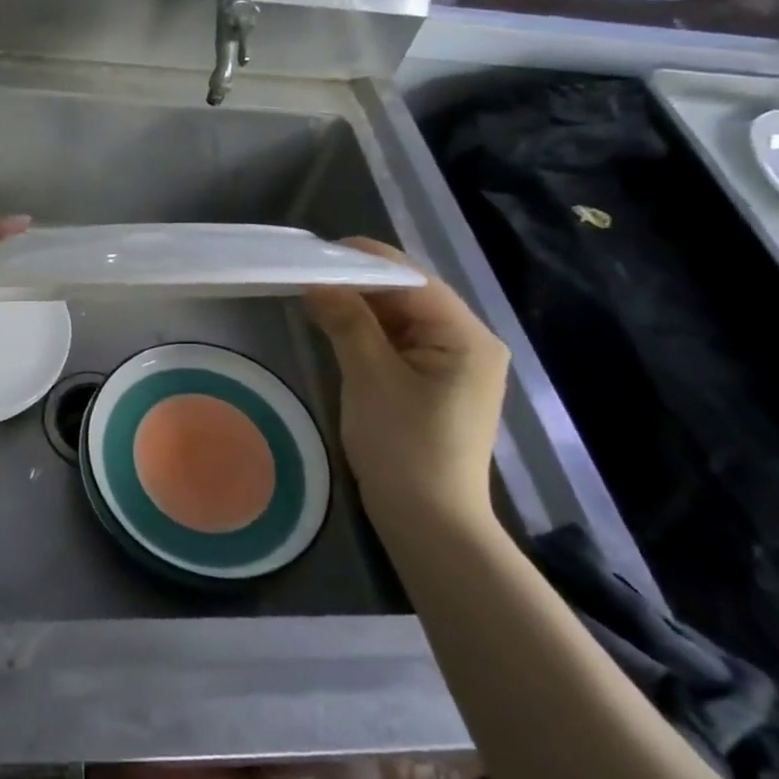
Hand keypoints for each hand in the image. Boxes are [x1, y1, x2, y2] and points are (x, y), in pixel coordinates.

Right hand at [304, 238, 510, 537]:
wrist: (431, 526)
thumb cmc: (405, 448)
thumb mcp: (370, 377)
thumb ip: (346, 320)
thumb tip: (317, 281)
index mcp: (466, 336)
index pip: (412, 278)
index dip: (364, 260)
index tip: (317, 252)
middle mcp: (469, 343)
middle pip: (409, 295)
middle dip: (359, 284)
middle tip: (309, 273)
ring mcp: (455, 365)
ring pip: (402, 318)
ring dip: (362, 308)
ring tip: (316, 294)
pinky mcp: (438, 385)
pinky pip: (401, 343)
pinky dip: (369, 332)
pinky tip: (337, 327)